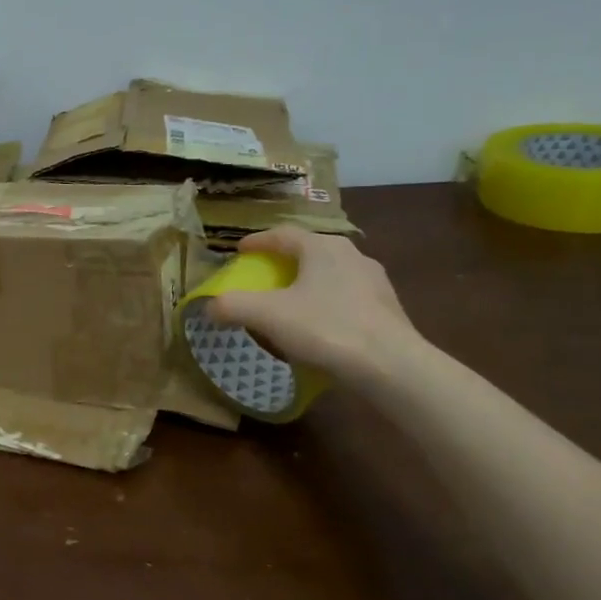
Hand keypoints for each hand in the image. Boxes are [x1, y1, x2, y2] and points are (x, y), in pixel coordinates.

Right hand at [208, 229, 417, 380]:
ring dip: (309, 281)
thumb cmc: (325, 328)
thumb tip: (209, 306)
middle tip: (265, 273)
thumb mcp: (268, 316)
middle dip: (285, 260)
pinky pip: (348, 297)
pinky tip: (320, 324)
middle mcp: (351, 255)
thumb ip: (232, 306)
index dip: (258, 241)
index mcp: (322, 247)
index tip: (240, 251)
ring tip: (293, 299)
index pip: (283, 234)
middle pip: (310, 250)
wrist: (391, 366)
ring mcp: (374, 281)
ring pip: (331, 273)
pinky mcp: (388, 308)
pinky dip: (328, 303)